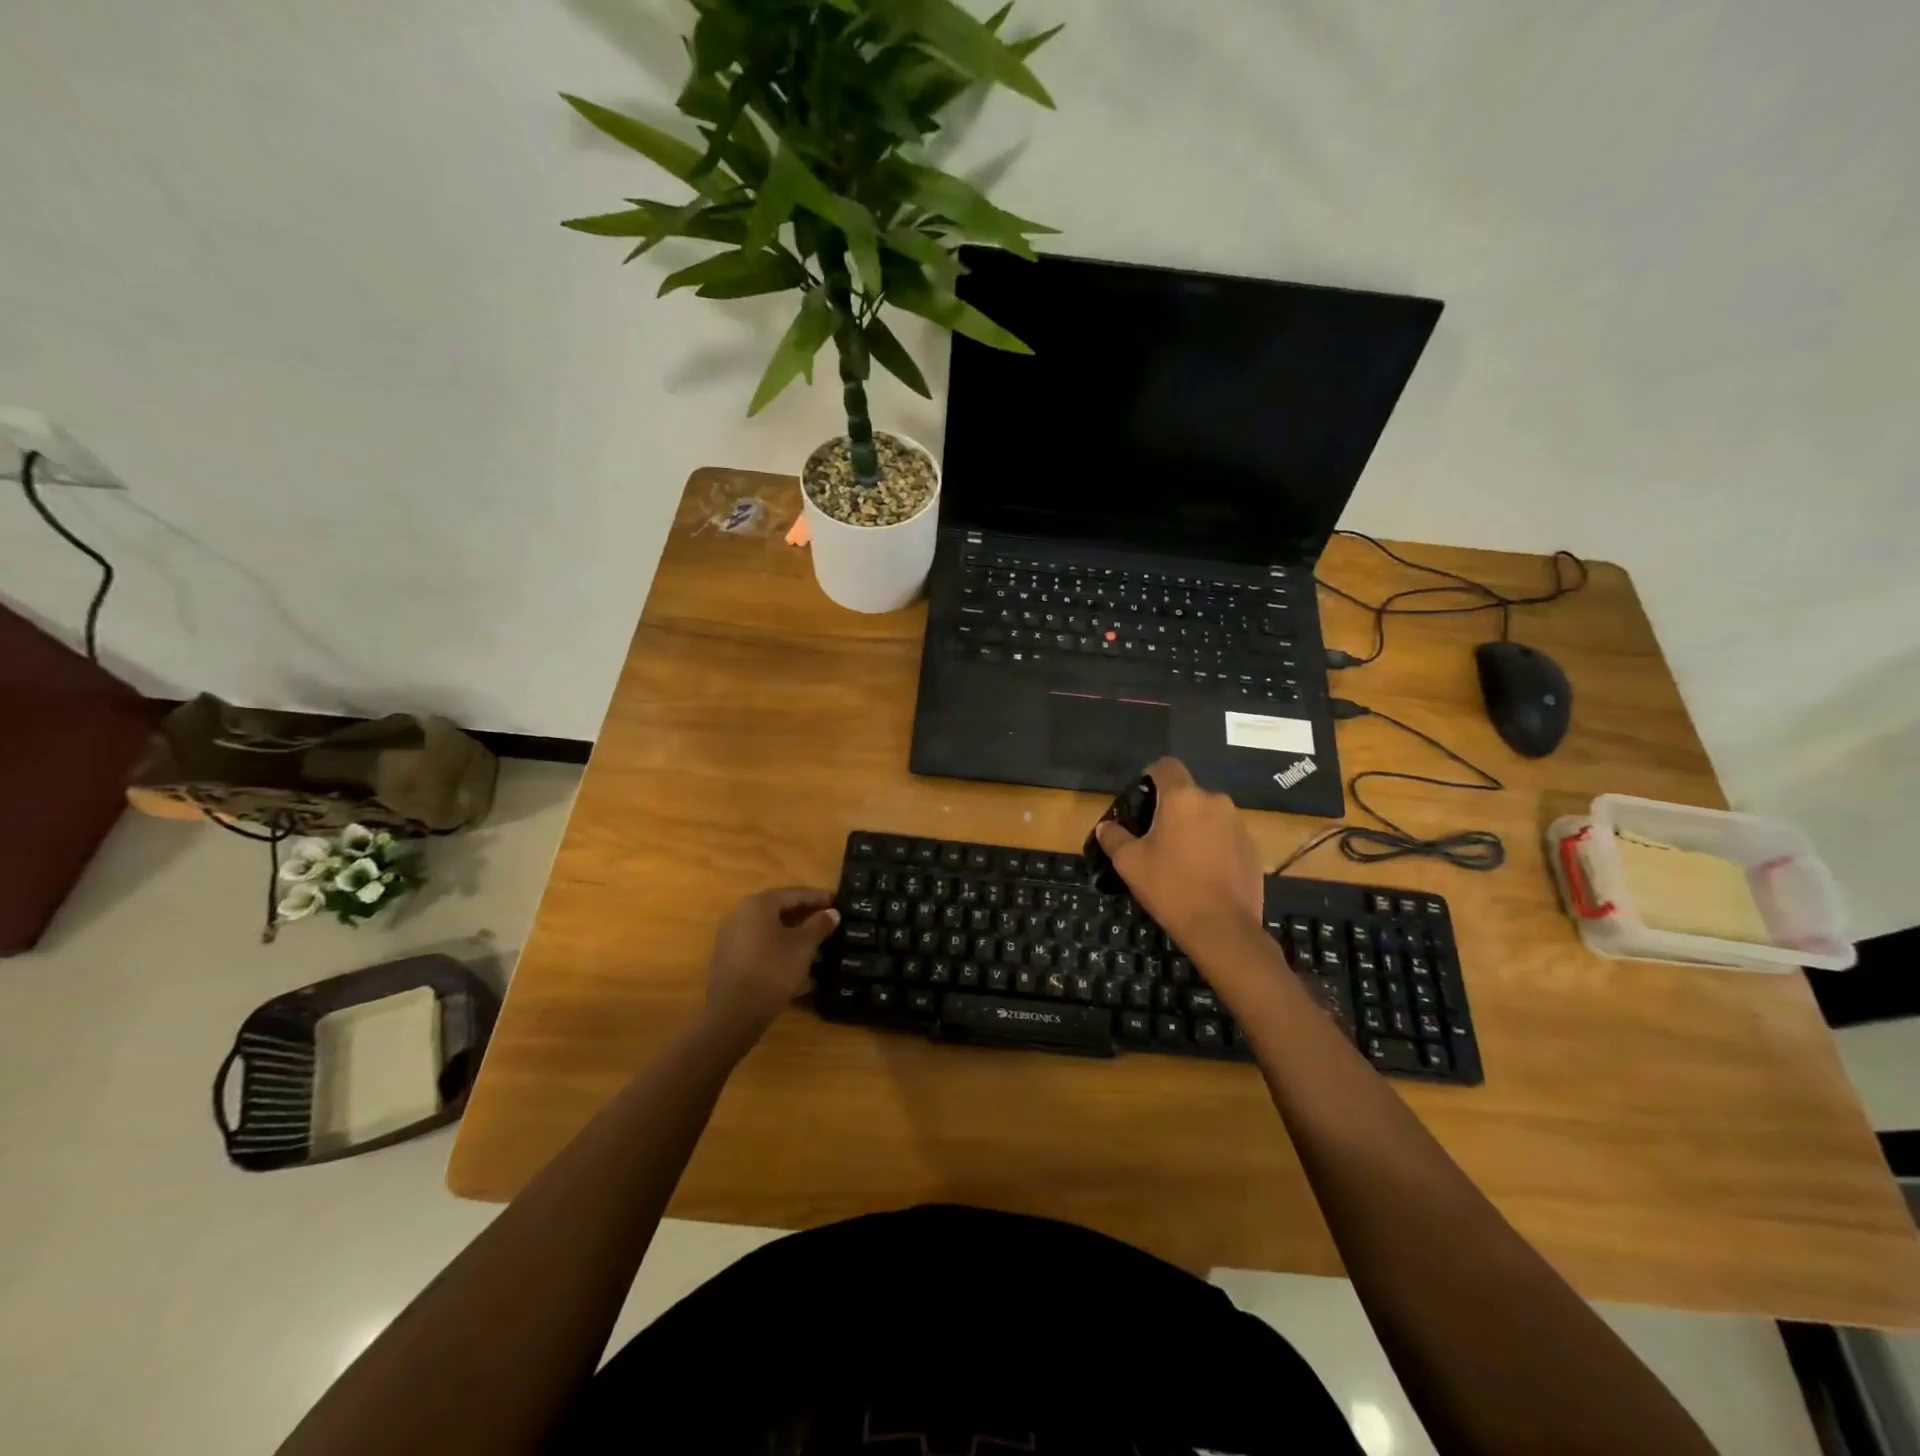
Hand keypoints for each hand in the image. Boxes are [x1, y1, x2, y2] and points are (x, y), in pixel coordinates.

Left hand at [704, 888, 838, 1035]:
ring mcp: (729, 938)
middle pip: (778, 911)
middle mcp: (739, 914)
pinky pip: (759, 948)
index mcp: (757, 905)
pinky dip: (778, 951)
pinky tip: (795, 965)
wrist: (734, 1013)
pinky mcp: (727, 960)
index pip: (794, 894)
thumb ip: (819, 925)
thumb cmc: (773, 970)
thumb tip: (832, 913)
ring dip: (792, 936)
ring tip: (815, 945)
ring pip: (768, 931)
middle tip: (827, 921)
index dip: (818, 898)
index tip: (837, 901)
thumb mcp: (803, 946)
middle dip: (804, 917)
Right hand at [1095, 758, 1264, 951]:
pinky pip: (1225, 835)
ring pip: (1208, 814)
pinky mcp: (1252, 847)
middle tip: (1155, 837)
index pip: (1166, 766)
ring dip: (1194, 827)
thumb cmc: (1171, 887)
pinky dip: (1213, 845)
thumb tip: (1105, 826)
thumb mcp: (1130, 863)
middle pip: (1187, 794)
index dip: (1150, 775)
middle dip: (1171, 809)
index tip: (1141, 798)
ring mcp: (1238, 824)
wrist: (1223, 928)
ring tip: (1181, 857)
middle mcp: (1215, 801)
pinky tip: (1204, 872)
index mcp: (1183, 798)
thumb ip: (1114, 837)